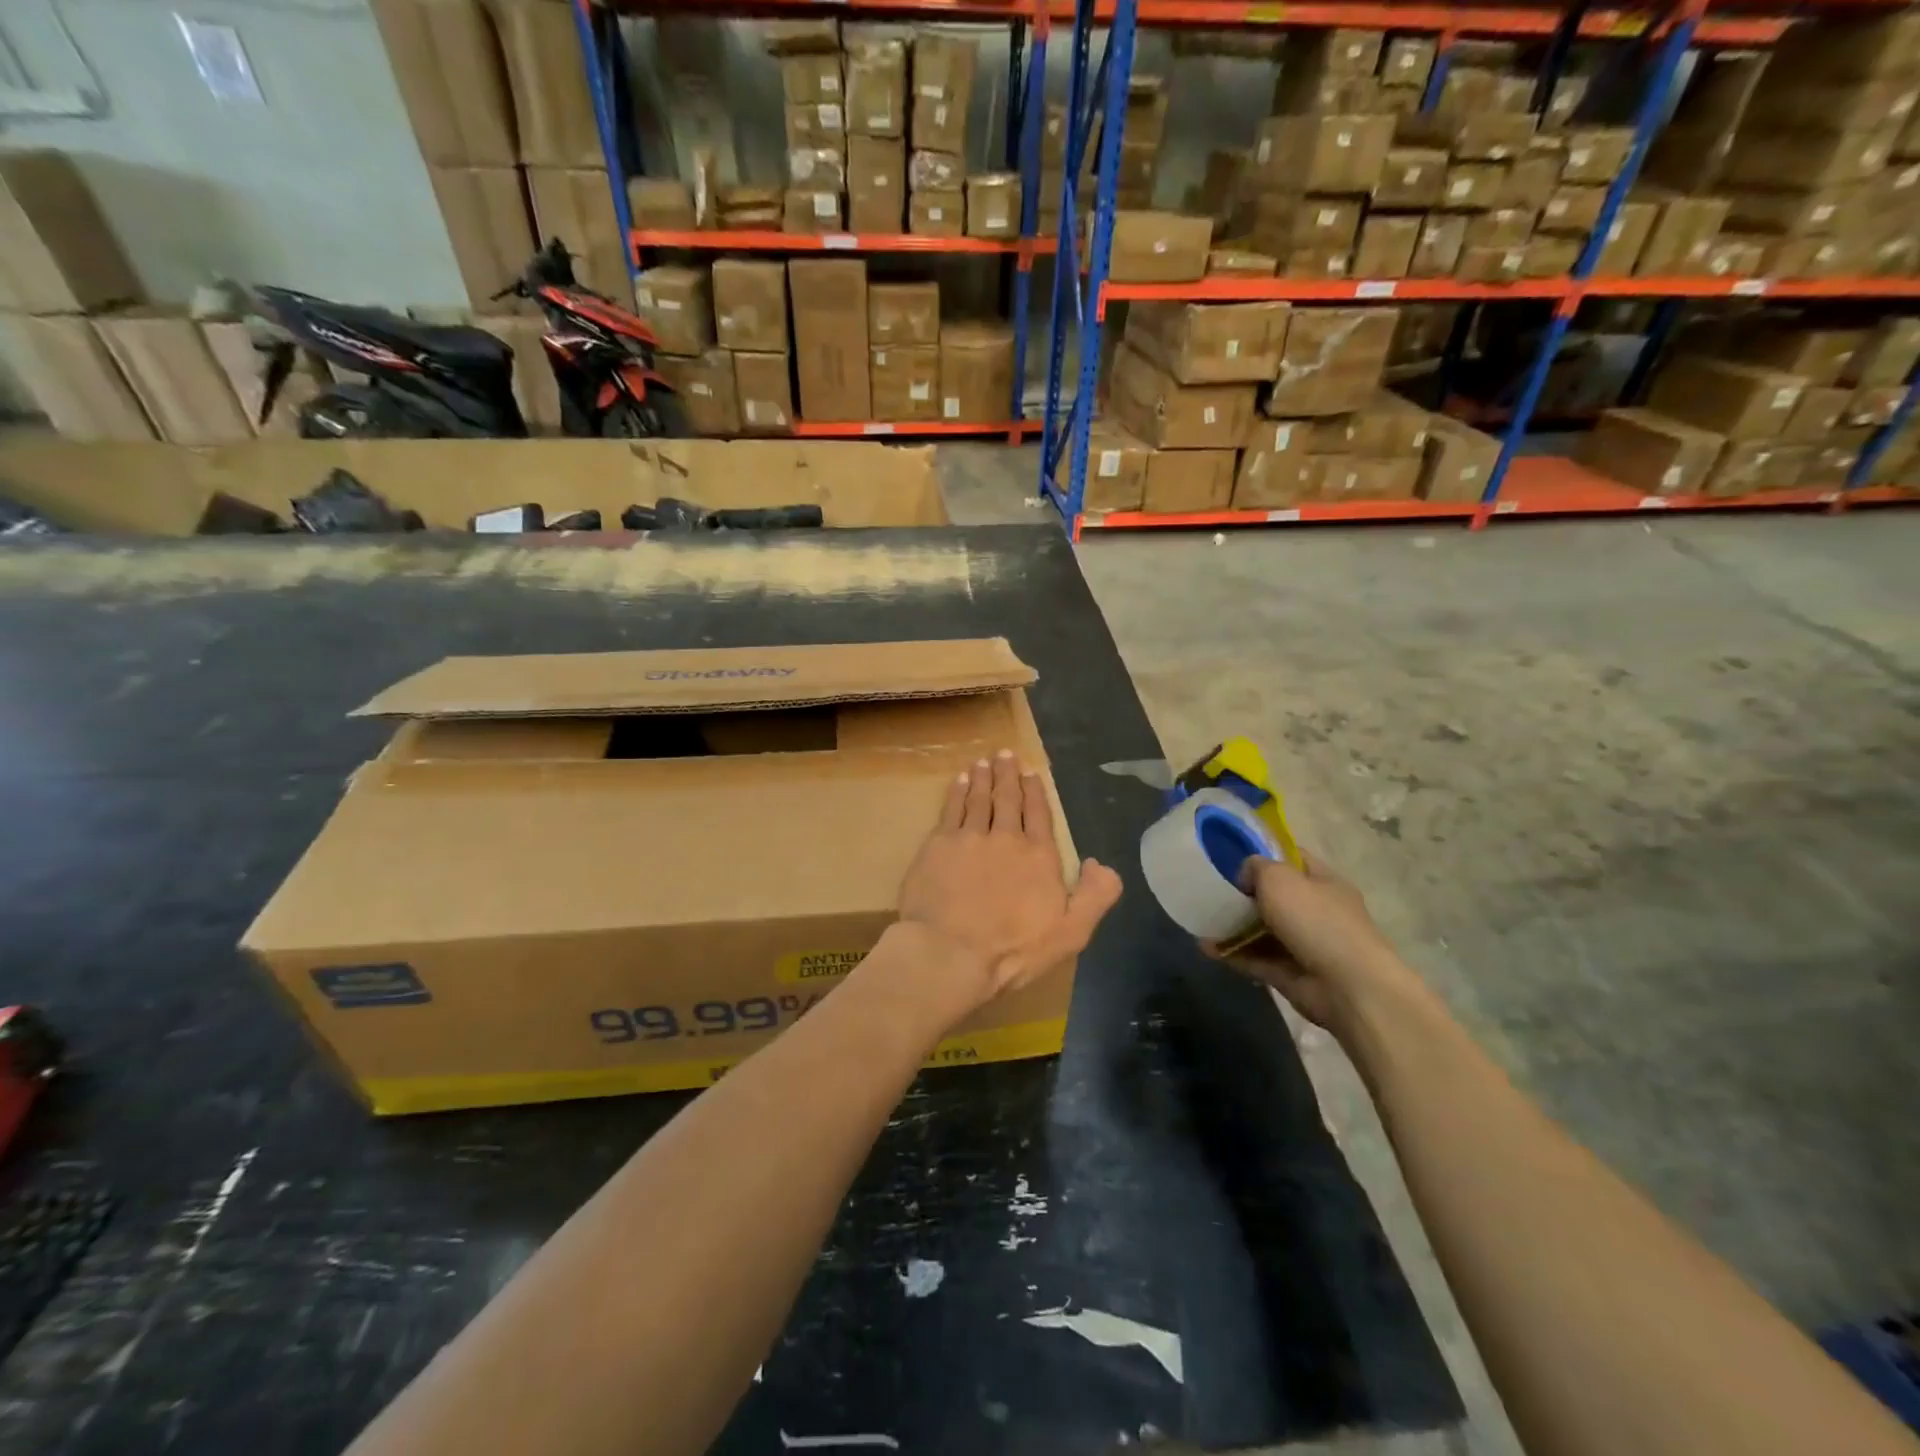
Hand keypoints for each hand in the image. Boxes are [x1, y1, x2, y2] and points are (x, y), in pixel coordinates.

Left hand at [896, 750, 1122, 1011]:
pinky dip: (956, 792)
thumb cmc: (1013, 950)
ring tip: (983, 761)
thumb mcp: (1071, 933)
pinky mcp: (938, 845)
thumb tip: (1100, 864)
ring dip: (982, 777)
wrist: (950, 952)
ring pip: (978, 798)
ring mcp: (969, 838)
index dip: (1035, 792)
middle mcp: (1005, 838)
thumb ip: (1095, 896)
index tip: (1031, 773)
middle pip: (1007, 799)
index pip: (1038, 815)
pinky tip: (957, 782)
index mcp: (1038, 857)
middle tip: (1004, 754)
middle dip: (1008, 774)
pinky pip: (950, 809)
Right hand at [1206, 852, 1418, 1033]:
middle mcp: (1317, 911)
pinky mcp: (1291, 975)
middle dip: (1245, 895)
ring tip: (1203, 921)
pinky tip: (1207, 948)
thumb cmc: (1316, 920)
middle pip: (1276, 897)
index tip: (1233, 857)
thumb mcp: (1280, 878)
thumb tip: (1246, 876)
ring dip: (1234, 927)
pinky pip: (1257, 960)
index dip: (1265, 854)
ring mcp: (1305, 945)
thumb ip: (1257, 867)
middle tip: (1212, 892)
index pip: (1294, 859)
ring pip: (1263, 931)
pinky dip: (1233, 954)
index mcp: (1324, 882)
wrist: (1348, 987)